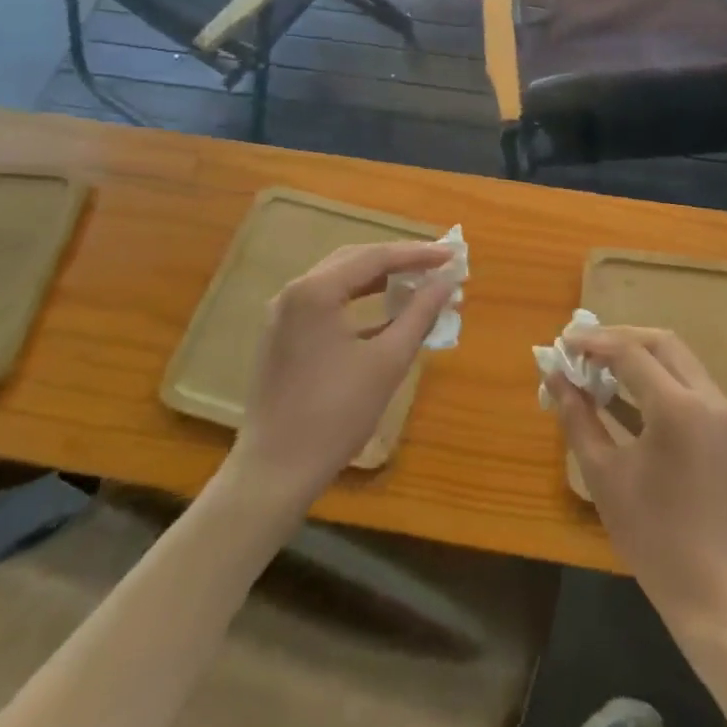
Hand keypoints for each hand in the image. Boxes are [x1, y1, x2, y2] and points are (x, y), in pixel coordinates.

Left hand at [232, 241, 454, 507]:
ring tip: (418, 283)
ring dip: (380, 281)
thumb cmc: (335, 415)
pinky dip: (360, 303)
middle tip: (437, 265)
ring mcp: (284, 314)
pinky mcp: (283, 336)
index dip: (417, 254)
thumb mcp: (388, 362)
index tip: (452, 255)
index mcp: (315, 291)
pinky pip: (328, 303)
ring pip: (340, 281)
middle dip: (399, 261)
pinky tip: (388, 314)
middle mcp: (294, 292)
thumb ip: (420, 314)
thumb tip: (447, 282)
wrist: (275, 473)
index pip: (375, 257)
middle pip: (355, 261)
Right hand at [546, 327, 726, 636]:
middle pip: (661, 344)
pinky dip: (656, 380)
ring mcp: (722, 414)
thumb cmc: (654, 538)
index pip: (630, 352)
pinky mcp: (724, 431)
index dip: (593, 342)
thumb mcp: (604, 475)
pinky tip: (623, 397)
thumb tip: (555, 378)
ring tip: (598, 368)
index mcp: (678, 406)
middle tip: (582, 350)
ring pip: (678, 361)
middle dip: (619, 339)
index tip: (562, 343)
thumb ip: (578, 418)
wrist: (718, 596)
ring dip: (639, 357)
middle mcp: (707, 397)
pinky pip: (688, 386)